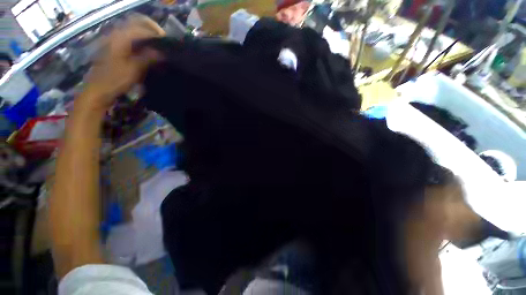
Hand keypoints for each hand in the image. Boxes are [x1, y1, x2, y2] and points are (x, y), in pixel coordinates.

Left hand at [80, 14, 164, 112]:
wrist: (98, 89)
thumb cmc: (115, 80)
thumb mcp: (134, 69)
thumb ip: (148, 57)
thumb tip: (162, 52)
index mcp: (120, 37)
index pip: (141, 27)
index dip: (156, 33)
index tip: (167, 43)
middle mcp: (116, 34)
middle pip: (136, 25)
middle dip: (151, 32)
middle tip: (163, 44)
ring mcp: (114, 41)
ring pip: (134, 32)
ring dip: (147, 38)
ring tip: (158, 48)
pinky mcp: (115, 48)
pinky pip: (130, 40)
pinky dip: (141, 44)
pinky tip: (148, 53)